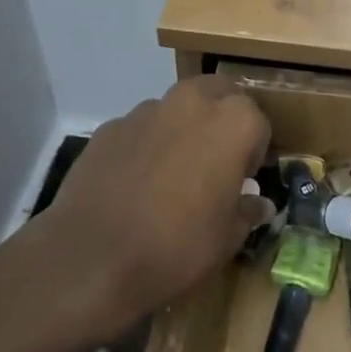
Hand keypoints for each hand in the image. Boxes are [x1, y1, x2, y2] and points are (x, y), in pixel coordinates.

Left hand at [33, 77, 271, 338]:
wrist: (92, 259)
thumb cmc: (177, 247)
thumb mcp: (227, 238)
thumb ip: (247, 211)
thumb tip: (258, 204)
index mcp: (232, 123)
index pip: (258, 122)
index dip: (254, 151)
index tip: (244, 179)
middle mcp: (191, 103)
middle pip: (218, 93)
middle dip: (222, 118)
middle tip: (216, 160)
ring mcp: (145, 112)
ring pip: (175, 107)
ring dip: (183, 128)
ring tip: (172, 174)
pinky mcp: (109, 128)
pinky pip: (140, 129)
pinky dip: (146, 145)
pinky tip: (135, 184)